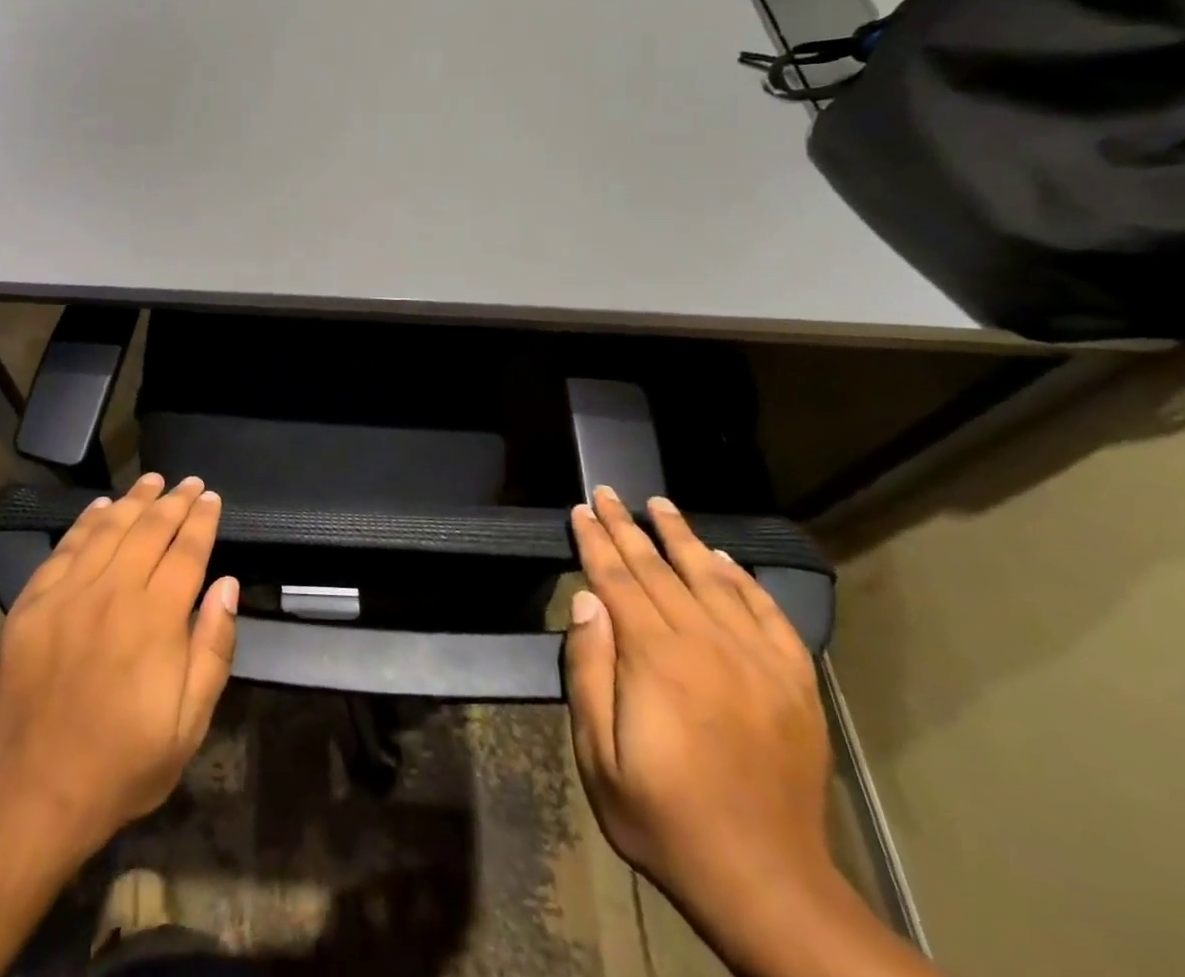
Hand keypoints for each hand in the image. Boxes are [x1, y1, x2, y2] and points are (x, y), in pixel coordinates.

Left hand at [0, 473, 239, 860]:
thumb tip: (227, 584)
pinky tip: (101, 508)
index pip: (186, 551)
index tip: (211, 498)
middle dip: (174, 501)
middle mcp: (114, 591)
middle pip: (149, 530)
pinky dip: (86, 522)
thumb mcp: (190, 722)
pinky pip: (65, 548)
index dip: (201, 520)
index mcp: (156, 618)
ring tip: (153, 481)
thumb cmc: (125, 761)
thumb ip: (214, 647)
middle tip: (189, 483)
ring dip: (134, 501)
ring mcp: (69, 593)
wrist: (37, 790)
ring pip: (108, 529)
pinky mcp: (34, 602)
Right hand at [566, 488, 834, 965]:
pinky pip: (769, 615)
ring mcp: (758, 662)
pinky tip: (724, 560)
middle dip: (628, 527)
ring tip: (661, 505)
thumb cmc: (663, 816)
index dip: (595, 541)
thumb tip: (588, 600)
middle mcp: (708, 645)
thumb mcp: (598, 753)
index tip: (581, 509)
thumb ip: (589, 670)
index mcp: (657, 659)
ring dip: (683, 538)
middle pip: (660, 570)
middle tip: (608, 492)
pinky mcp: (794, 684)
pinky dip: (745, 581)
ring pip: (713, 580)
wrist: (765, 882)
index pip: (617, 579)